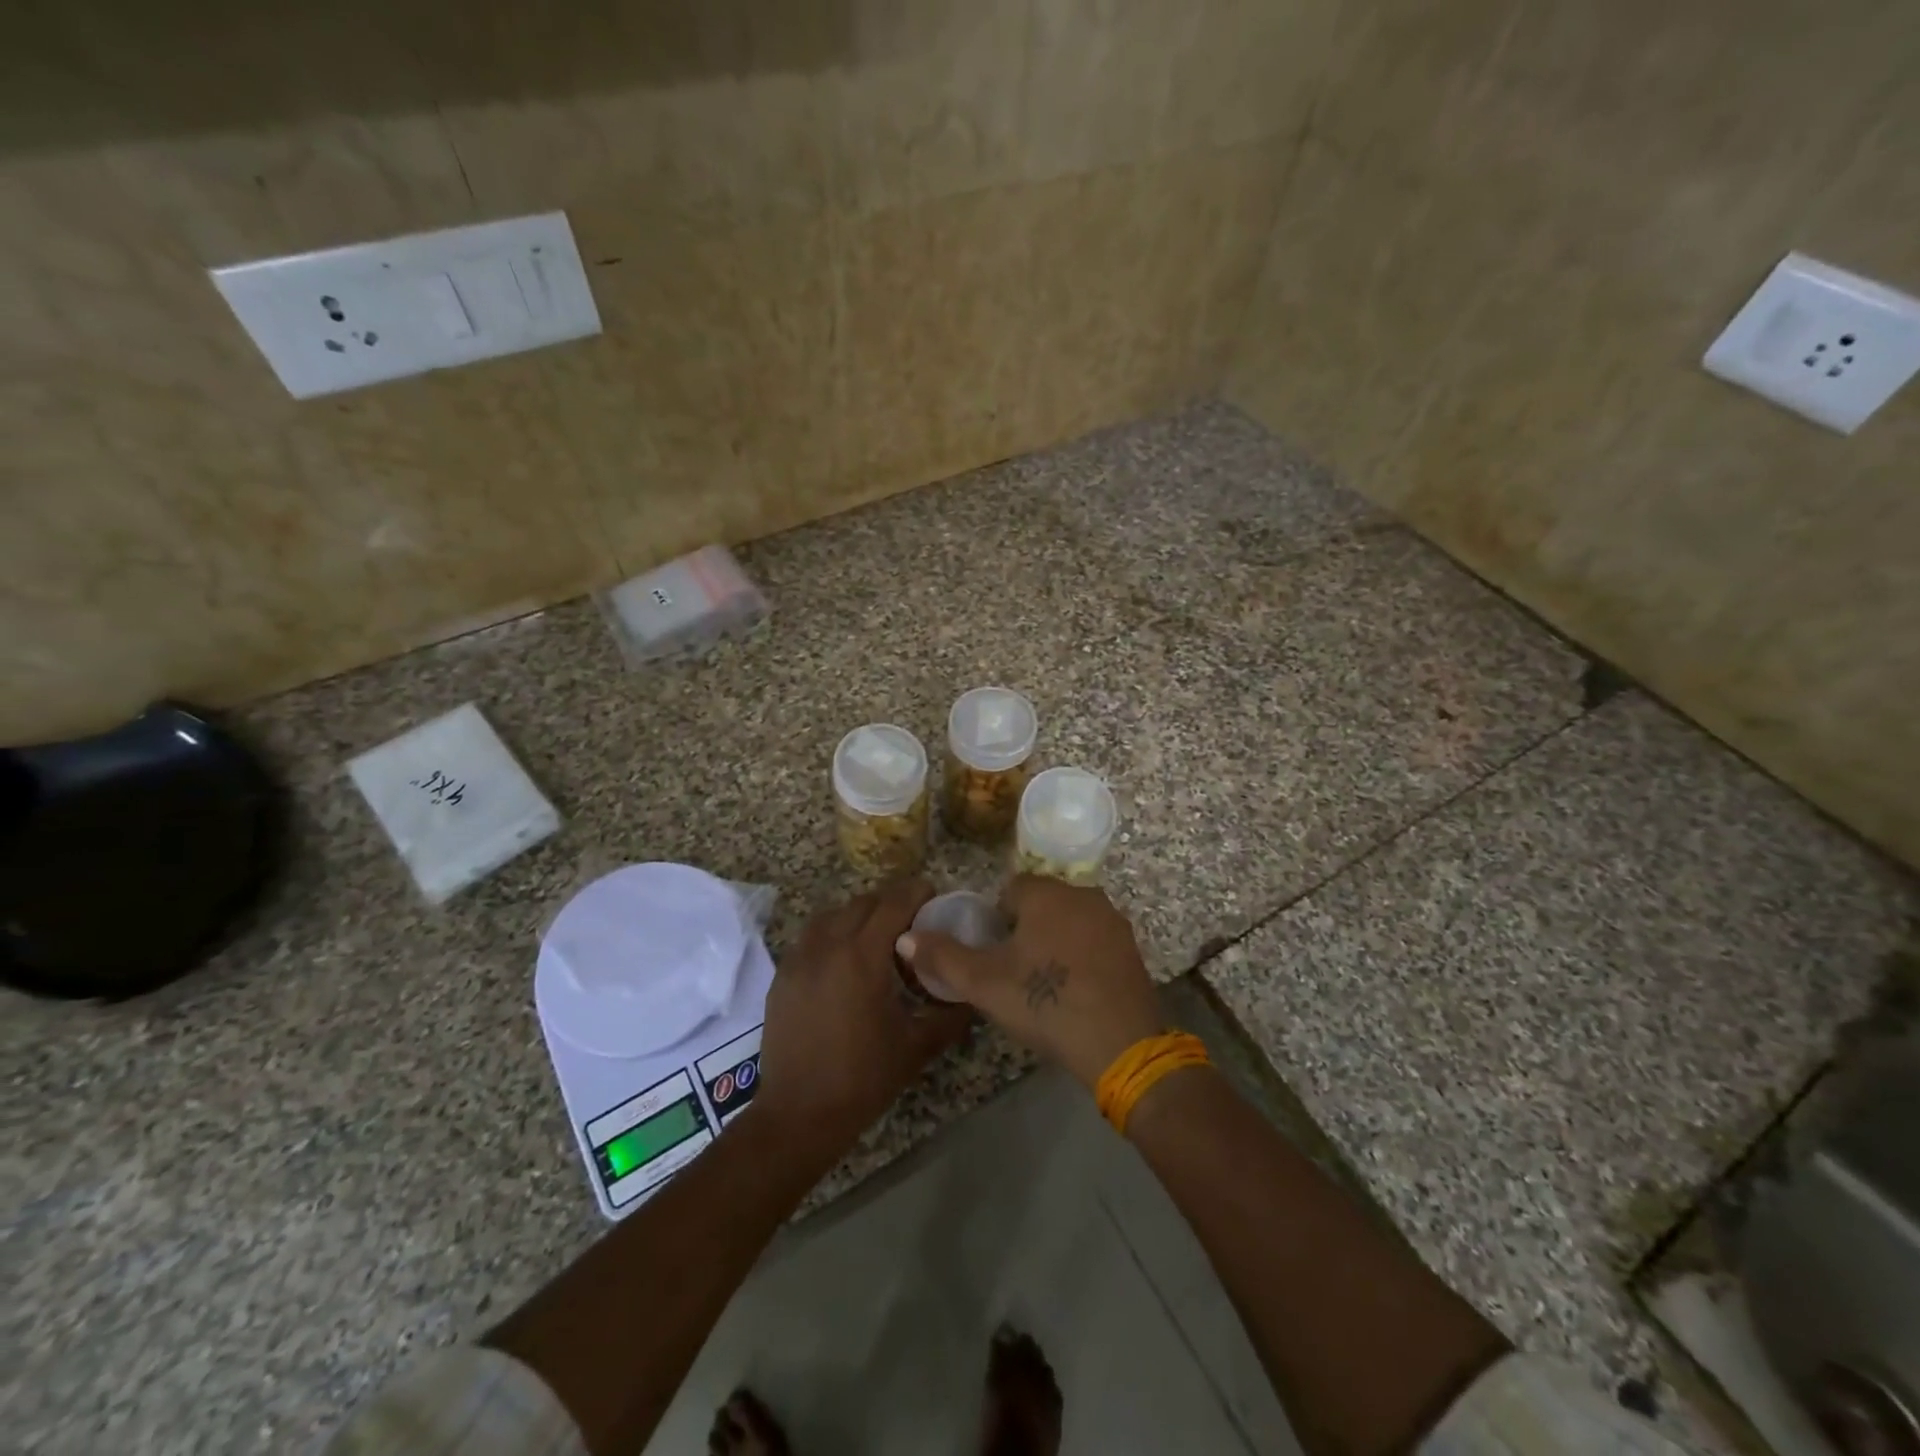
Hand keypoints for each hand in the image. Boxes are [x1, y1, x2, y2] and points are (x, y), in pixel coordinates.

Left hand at [752, 879, 969, 1158]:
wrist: (799, 1114)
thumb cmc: (863, 1078)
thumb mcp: (916, 1046)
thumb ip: (949, 1014)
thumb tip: (972, 994)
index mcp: (862, 957)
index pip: (892, 904)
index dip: (915, 892)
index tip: (932, 893)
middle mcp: (827, 946)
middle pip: (862, 903)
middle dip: (889, 902)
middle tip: (911, 919)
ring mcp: (799, 959)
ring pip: (832, 915)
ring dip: (857, 915)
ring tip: (876, 936)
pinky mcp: (782, 976)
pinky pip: (810, 937)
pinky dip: (832, 934)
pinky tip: (844, 960)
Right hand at [897, 876, 1162, 1089]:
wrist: (1119, 1044)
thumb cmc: (1044, 1002)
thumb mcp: (983, 982)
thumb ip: (942, 956)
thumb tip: (905, 937)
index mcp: (1047, 893)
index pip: (1011, 890)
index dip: (996, 921)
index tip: (994, 955)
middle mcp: (1084, 894)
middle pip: (1042, 904)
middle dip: (1026, 930)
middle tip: (1015, 973)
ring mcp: (1113, 921)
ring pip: (1070, 922)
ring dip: (1055, 942)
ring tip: (1045, 985)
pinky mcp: (1132, 949)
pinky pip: (1095, 943)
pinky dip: (1082, 958)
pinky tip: (1076, 992)